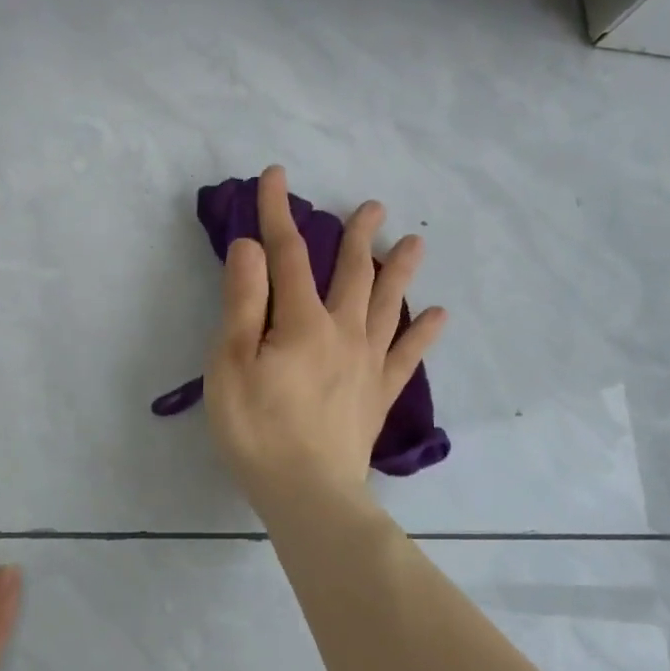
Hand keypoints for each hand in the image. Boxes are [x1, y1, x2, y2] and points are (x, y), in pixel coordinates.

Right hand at [204, 165, 446, 523]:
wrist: (308, 494)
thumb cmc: (257, 430)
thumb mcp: (230, 364)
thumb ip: (243, 303)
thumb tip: (252, 247)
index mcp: (302, 322)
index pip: (289, 255)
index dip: (278, 213)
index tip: (275, 176)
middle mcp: (343, 332)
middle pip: (353, 274)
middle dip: (357, 236)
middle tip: (372, 206)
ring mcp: (367, 364)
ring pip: (389, 305)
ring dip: (399, 271)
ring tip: (415, 241)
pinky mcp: (379, 395)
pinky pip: (407, 356)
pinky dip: (423, 333)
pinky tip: (439, 314)